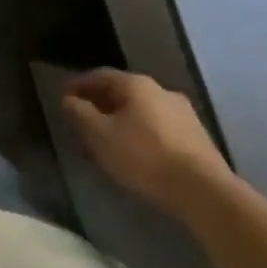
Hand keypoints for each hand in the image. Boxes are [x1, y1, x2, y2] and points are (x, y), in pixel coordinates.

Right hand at [62, 69, 230, 212]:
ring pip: (141, 109)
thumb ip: (80, 114)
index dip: (78, 85)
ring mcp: (183, 113)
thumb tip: (69, 100)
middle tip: (82, 118)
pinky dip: (139, 130)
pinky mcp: (196, 136)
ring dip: (120, 117)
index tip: (63, 97)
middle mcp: (161, 90)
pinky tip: (134, 150)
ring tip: (107, 136)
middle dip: (100, 102)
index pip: (99, 76)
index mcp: (136, 85)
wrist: (203, 191)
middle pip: (122, 91)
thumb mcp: (99, 136)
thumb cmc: (143, 157)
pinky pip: (158, 125)